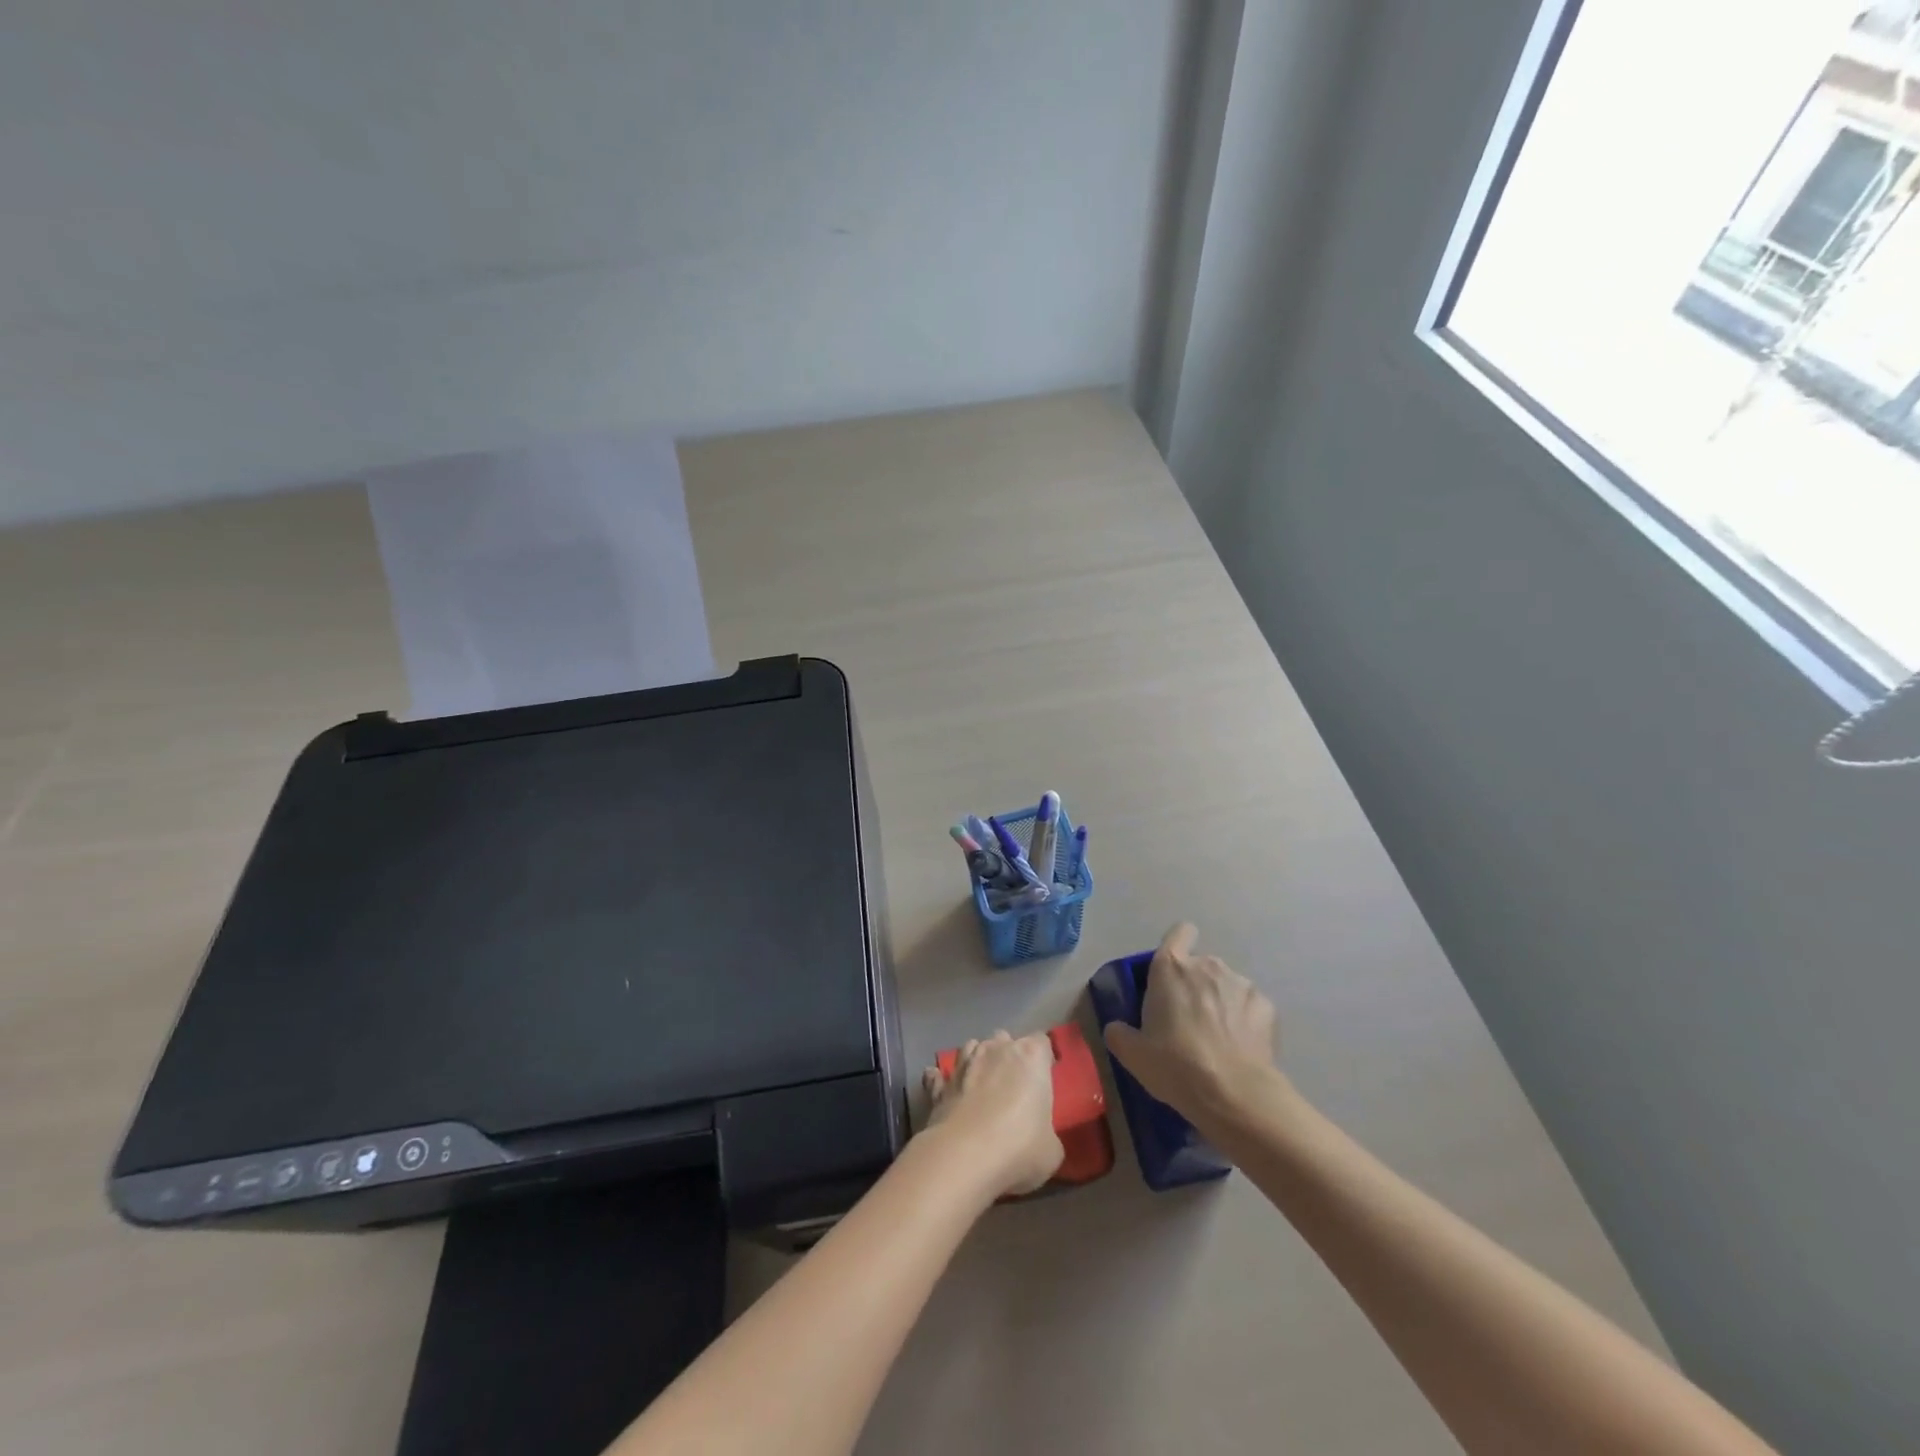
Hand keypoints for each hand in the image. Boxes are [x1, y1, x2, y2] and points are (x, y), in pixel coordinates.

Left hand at [922, 1031, 1063, 1197]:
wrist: (966, 1155)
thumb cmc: (1020, 1146)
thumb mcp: (1051, 1150)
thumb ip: (1046, 1133)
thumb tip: (1039, 1139)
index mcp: (1031, 1056)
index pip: (1041, 1043)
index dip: (1042, 1060)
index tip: (1043, 1080)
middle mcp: (997, 1049)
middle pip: (1005, 1040)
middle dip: (1008, 1055)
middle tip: (1013, 1085)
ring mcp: (965, 1063)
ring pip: (971, 1048)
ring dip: (977, 1061)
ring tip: (981, 1084)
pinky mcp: (940, 1085)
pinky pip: (940, 1076)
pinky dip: (942, 1080)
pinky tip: (943, 1089)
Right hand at [1102, 922, 1281, 1121]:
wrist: (1235, 1094)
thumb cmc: (1176, 1066)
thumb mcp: (1132, 1054)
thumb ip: (1119, 1033)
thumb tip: (1118, 1028)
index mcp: (1171, 968)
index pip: (1178, 933)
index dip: (1177, 945)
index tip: (1173, 972)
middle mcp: (1207, 965)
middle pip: (1200, 965)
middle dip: (1195, 985)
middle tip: (1188, 1021)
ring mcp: (1240, 983)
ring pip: (1226, 986)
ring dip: (1221, 1003)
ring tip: (1218, 1039)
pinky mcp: (1267, 1006)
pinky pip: (1250, 1007)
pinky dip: (1245, 1021)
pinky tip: (1241, 1048)